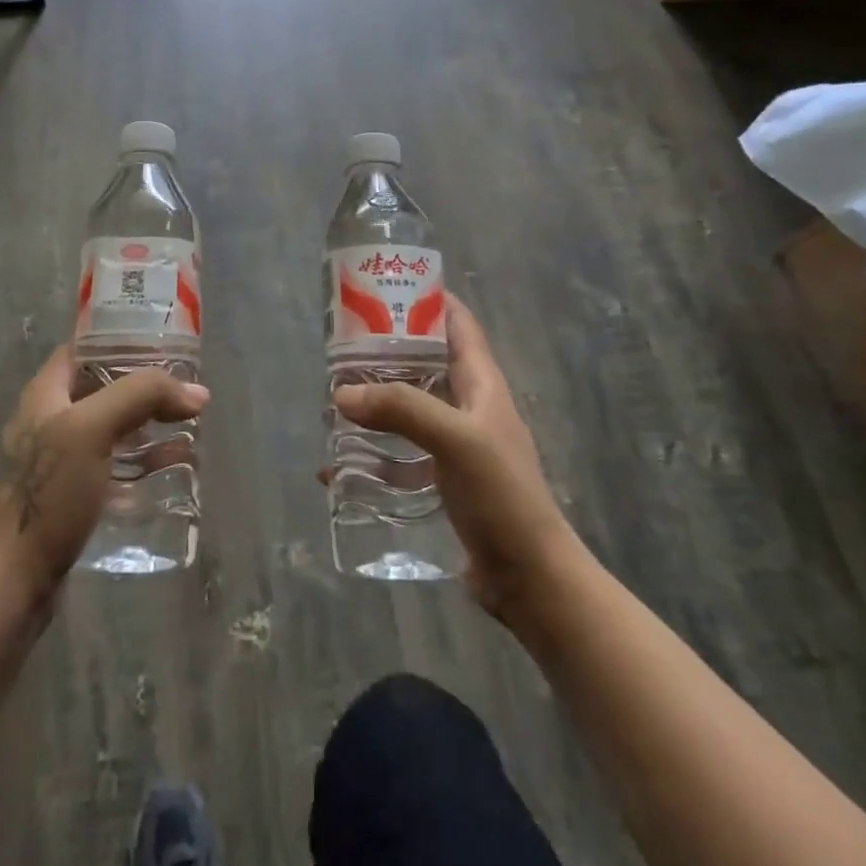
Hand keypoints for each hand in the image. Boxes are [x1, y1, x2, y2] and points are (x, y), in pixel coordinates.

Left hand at [0, 346, 208, 614]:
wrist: (14, 580)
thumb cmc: (49, 493)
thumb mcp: (92, 428)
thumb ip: (141, 396)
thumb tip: (197, 392)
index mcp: (47, 393)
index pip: (85, 348)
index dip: (122, 339)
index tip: (166, 343)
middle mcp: (53, 420)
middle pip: (105, 387)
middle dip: (147, 385)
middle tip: (188, 387)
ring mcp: (64, 460)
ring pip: (115, 427)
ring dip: (151, 423)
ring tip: (191, 423)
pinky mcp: (76, 495)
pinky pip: (118, 465)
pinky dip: (146, 460)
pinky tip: (176, 465)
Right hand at [332, 296, 576, 622]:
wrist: (530, 579)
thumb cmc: (502, 496)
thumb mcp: (456, 440)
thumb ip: (402, 409)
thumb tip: (342, 393)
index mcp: (482, 384)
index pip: (459, 324)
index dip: (430, 299)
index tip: (386, 287)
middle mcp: (470, 407)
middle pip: (426, 363)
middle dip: (388, 351)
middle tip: (342, 345)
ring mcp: (457, 445)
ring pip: (411, 407)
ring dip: (377, 401)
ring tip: (335, 397)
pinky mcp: (444, 480)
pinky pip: (402, 454)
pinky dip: (373, 452)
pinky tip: (338, 466)